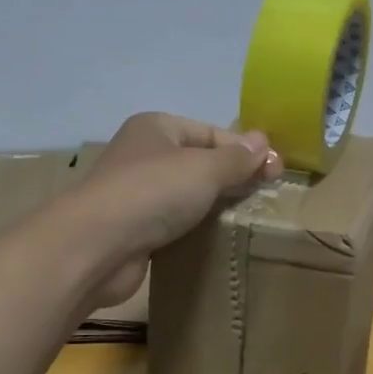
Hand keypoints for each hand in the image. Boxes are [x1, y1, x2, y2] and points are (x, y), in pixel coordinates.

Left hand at [77, 113, 281, 307]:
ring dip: (212, 204)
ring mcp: (134, 192)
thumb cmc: (153, 193)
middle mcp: (143, 154)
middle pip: (199, 161)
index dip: (245, 150)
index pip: (211, 133)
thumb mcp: (205, 169)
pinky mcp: (132, 228)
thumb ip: (237, 158)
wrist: (96, 246)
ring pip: (185, 193)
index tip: (276, 172)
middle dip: (231, 177)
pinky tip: (213, 237)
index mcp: (157, 127)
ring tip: (245, 218)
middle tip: (265, 196)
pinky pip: (172, 221)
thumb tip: (263, 142)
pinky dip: (192, 227)